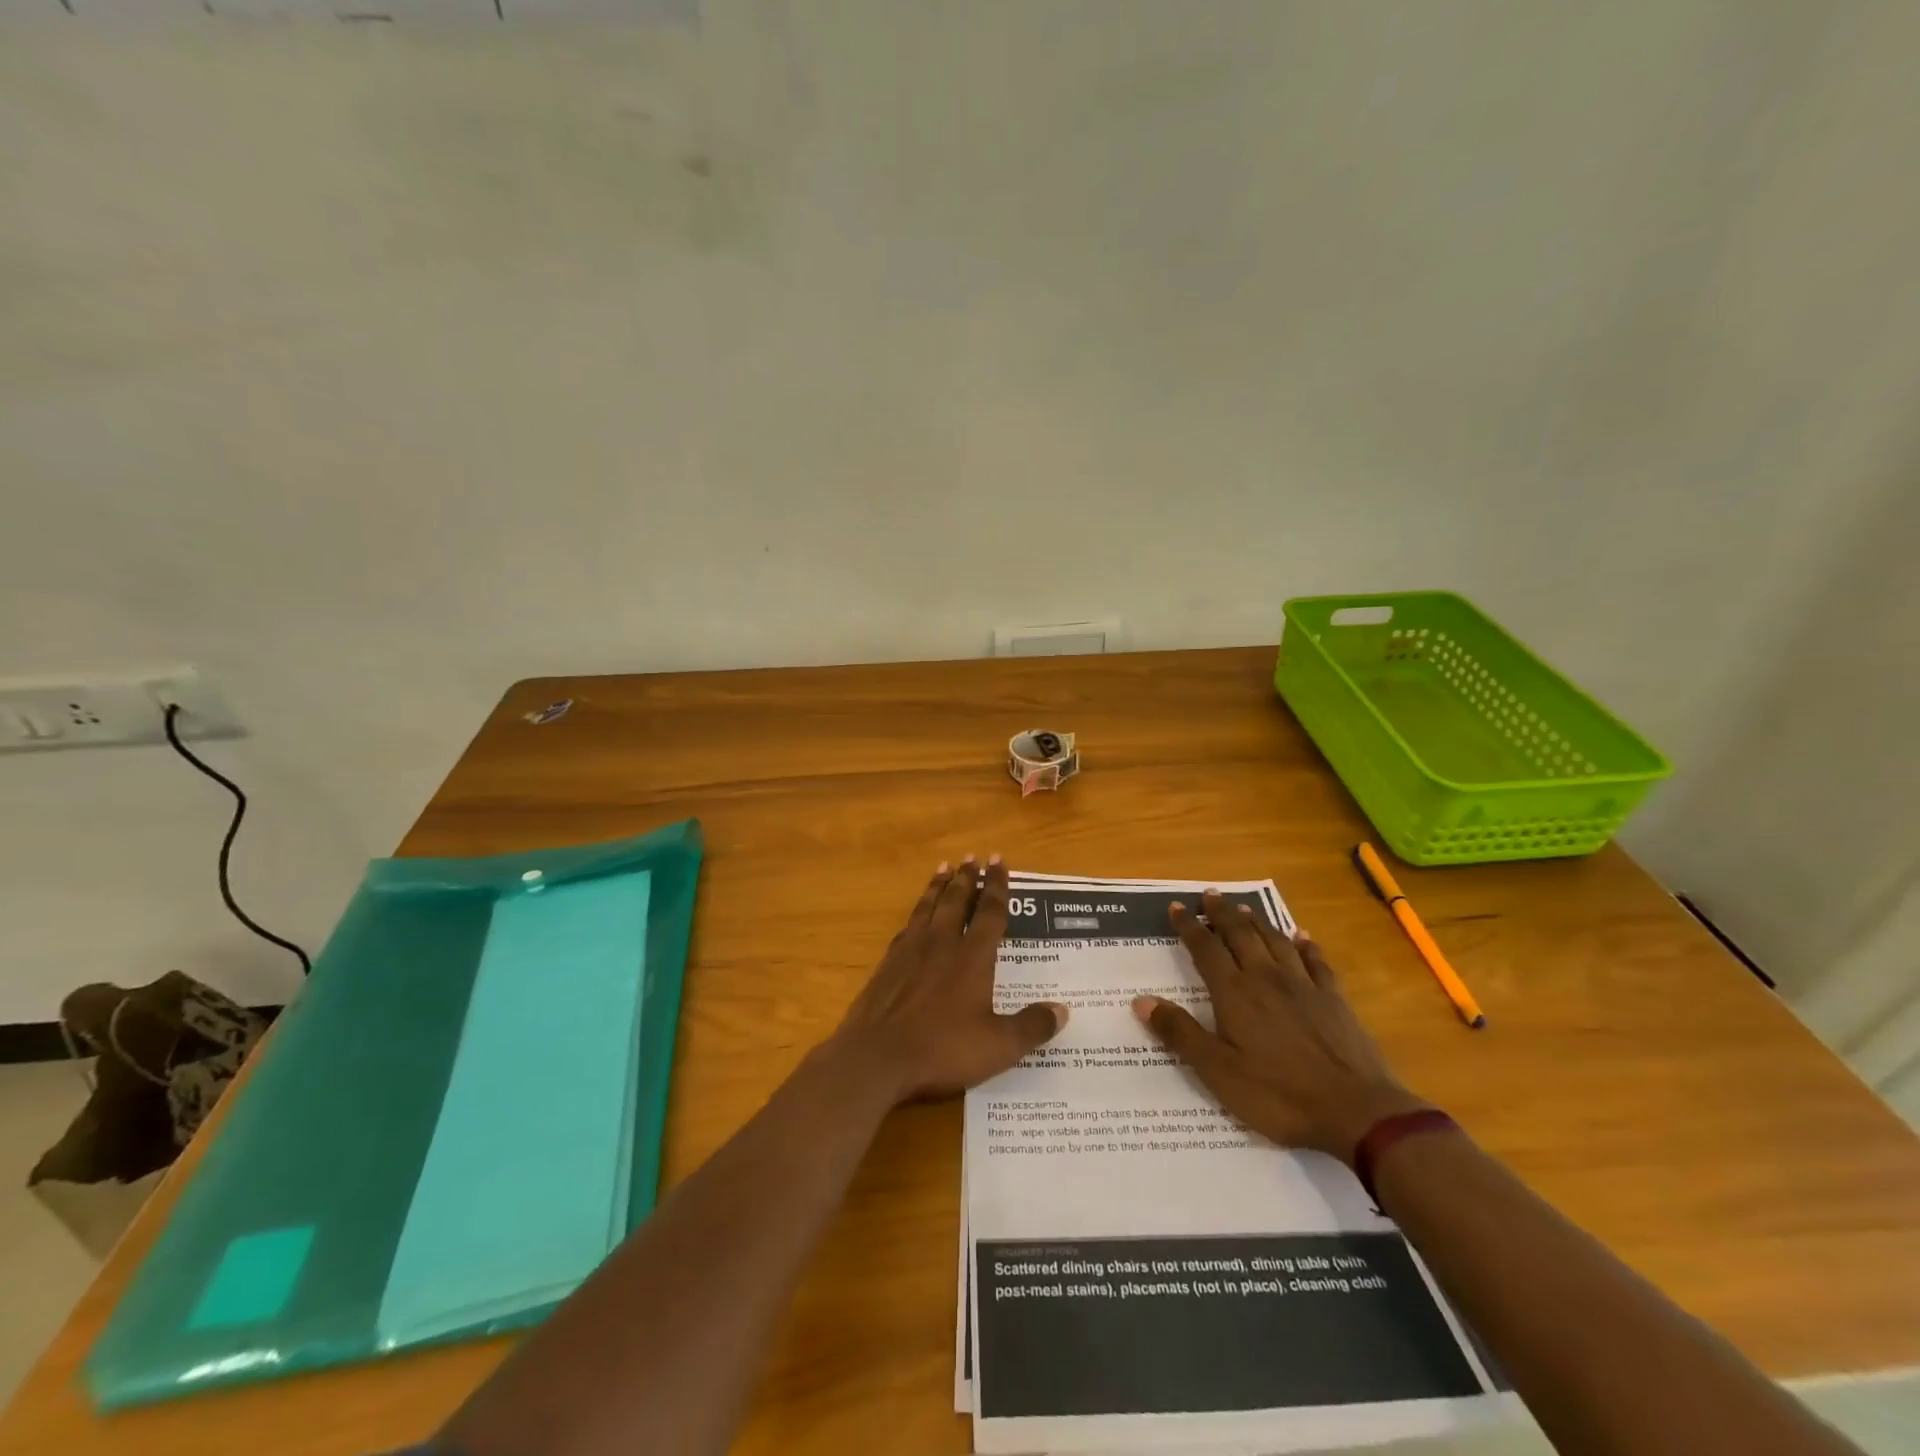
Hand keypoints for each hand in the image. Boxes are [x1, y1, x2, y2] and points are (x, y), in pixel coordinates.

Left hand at [830, 857, 1067, 1105]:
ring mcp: (910, 951)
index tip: (999, 862)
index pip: (990, 912)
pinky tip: (916, 914)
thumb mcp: (998, 1046)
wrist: (876, 1057)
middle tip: (972, 858)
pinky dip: (916, 912)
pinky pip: (907, 926)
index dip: (997, 886)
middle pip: (956, 900)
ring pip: (928, 906)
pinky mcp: (888, 964)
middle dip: (967, 878)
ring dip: (939, 886)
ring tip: (944, 868)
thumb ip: (1032, 1026)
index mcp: (972, 957)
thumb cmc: (942, 1048)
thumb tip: (1063, 1010)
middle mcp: (942, 943)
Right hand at [1135, 892, 1426, 1161]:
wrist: (1357, 1112)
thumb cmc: (1279, 1095)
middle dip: (1222, 913)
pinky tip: (1302, 936)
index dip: (1189, 926)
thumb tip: (1142, 1000)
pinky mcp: (1334, 999)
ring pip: (1275, 941)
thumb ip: (1180, 1033)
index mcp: (1235, 993)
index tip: (1177, 907)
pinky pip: (1316, 960)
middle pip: (1240, 934)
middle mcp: (1266, 978)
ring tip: (1245, 908)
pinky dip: (1305, 944)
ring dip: (1257, 921)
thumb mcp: (1218, 1072)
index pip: (1205, 949)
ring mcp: (1304, 986)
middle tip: (1210, 894)